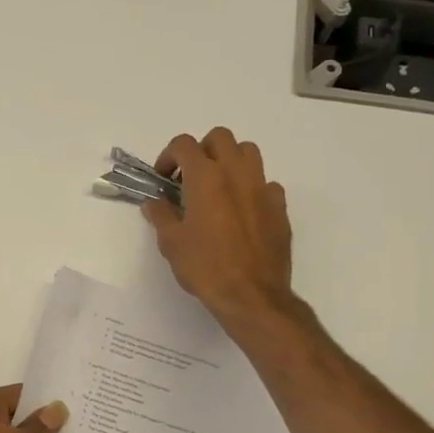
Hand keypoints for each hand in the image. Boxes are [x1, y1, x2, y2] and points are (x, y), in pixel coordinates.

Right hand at [143, 127, 294, 329]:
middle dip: (202, 150)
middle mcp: (236, 173)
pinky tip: (243, 210)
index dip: (168, 156)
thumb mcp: (171, 242)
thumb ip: (161, 215)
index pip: (184, 144)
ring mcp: (262, 188)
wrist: (252, 295)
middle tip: (190, 177)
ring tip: (218, 187)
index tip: (163, 179)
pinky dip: (252, 188)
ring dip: (230, 160)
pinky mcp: (279, 207)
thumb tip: (154, 203)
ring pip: (248, 152)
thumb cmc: (205, 267)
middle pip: (220, 137)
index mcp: (205, 177)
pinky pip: (266, 183)